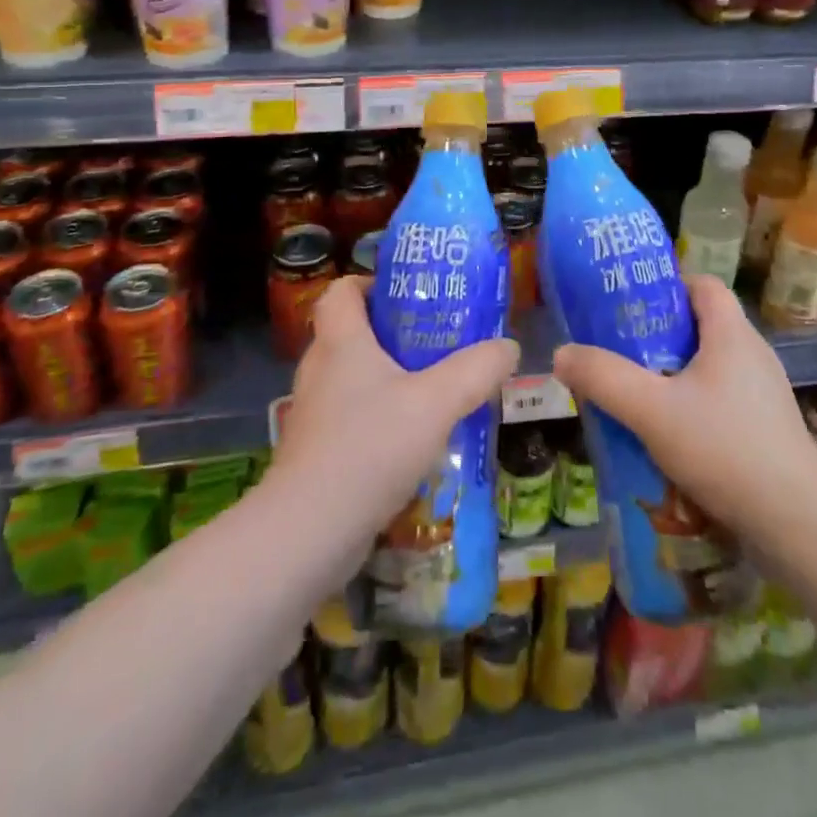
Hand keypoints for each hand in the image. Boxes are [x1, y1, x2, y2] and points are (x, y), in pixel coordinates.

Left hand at [273, 277, 519, 544]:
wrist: (308, 533)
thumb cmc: (370, 447)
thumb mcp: (437, 402)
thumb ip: (477, 370)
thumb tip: (508, 347)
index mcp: (341, 342)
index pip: (342, 290)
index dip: (371, 283)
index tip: (409, 295)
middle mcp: (319, 369)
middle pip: (351, 332)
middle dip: (392, 332)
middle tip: (436, 340)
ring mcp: (313, 413)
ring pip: (351, 379)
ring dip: (388, 379)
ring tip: (432, 389)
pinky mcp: (315, 452)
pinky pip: (349, 417)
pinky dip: (377, 417)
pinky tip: (411, 440)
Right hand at [551, 275, 816, 551]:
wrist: (797, 523)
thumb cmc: (724, 448)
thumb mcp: (651, 410)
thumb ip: (603, 378)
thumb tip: (562, 354)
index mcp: (732, 333)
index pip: (702, 284)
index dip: (667, 286)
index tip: (632, 306)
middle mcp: (753, 354)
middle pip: (702, 325)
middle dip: (659, 336)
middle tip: (622, 352)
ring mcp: (765, 394)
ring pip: (711, 367)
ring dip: (675, 375)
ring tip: (639, 396)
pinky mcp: (767, 429)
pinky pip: (723, 401)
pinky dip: (695, 407)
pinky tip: (671, 438)